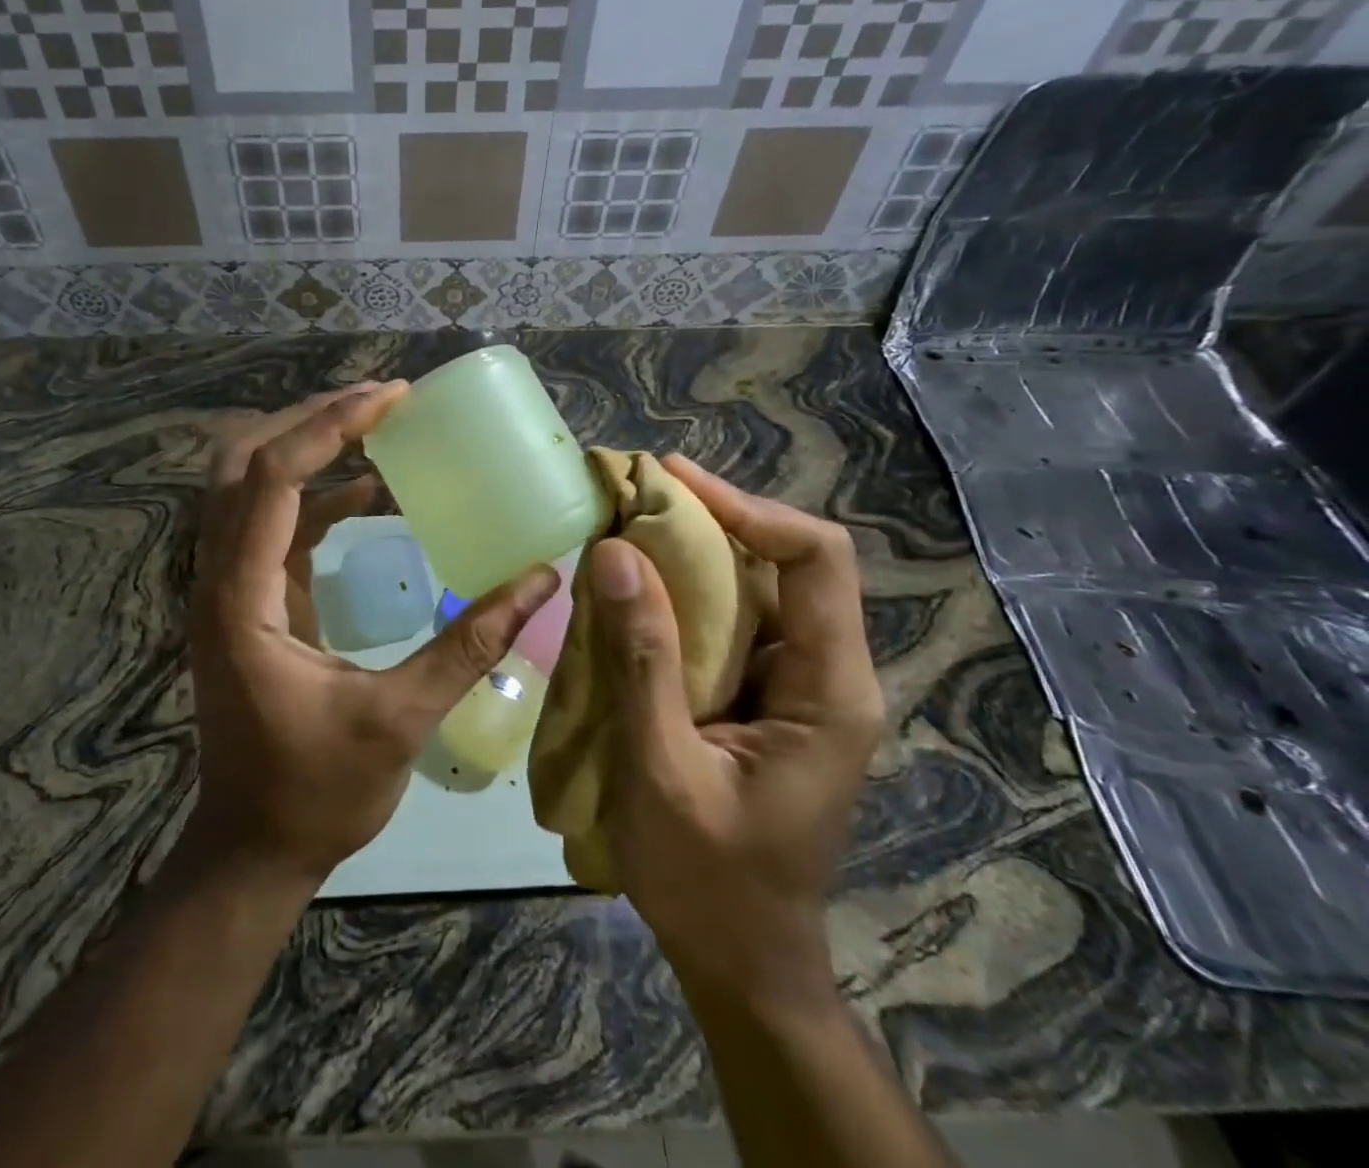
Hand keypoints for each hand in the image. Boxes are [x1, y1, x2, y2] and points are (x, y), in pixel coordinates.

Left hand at [187, 383, 561, 885]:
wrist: (252, 851)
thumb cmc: (316, 793)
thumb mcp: (401, 719)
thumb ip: (470, 645)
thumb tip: (541, 582)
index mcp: (243, 598)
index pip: (272, 478)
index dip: (331, 428)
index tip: (392, 399)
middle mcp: (221, 578)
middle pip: (244, 462)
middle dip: (310, 422)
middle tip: (380, 404)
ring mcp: (230, 588)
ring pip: (251, 486)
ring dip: (310, 451)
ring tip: (378, 429)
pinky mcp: (250, 601)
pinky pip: (274, 524)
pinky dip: (317, 497)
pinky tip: (369, 494)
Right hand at [591, 455, 883, 1010]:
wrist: (743, 962)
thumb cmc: (707, 879)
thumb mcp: (661, 767)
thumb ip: (642, 658)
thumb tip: (617, 553)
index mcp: (829, 690)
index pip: (816, 558)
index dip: (748, 508)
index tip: (673, 484)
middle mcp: (826, 675)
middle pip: (786, 562)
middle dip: (711, 520)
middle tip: (633, 498)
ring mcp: (797, 688)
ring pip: (755, 590)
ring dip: (691, 556)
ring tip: (624, 531)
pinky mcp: (765, 701)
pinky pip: (730, 626)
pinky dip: (681, 598)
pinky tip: (632, 593)